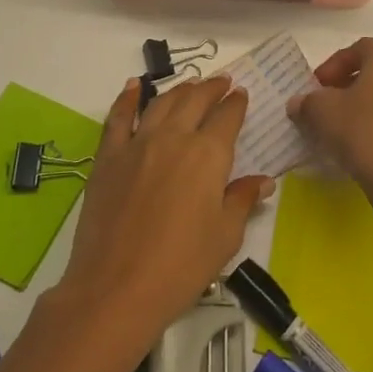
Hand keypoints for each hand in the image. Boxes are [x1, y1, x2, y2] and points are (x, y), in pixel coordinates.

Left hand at [57, 75, 272, 351]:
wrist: (116, 289)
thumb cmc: (181, 267)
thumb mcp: (225, 237)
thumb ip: (243, 200)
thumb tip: (264, 181)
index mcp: (208, 154)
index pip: (227, 116)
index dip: (236, 103)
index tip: (241, 94)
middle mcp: (174, 137)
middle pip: (195, 100)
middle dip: (212, 88)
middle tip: (222, 82)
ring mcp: (138, 143)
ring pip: (162, 102)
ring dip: (180, 89)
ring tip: (190, 84)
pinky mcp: (108, 157)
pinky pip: (119, 118)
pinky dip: (127, 98)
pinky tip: (133, 87)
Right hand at [292, 38, 372, 214]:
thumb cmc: (363, 132)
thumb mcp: (322, 113)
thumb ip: (307, 102)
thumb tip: (298, 103)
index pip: (358, 48)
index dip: (334, 64)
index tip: (317, 86)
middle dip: (347, 84)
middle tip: (326, 104)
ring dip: (363, 105)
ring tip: (341, 128)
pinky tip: (363, 145)